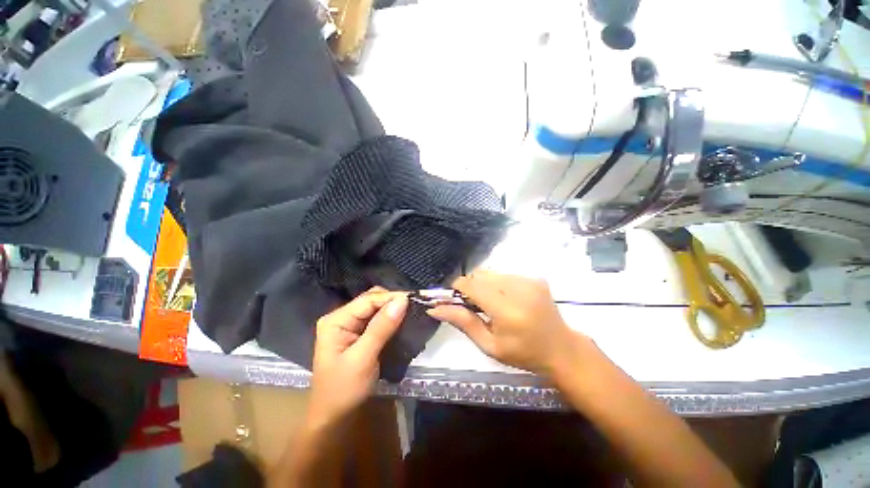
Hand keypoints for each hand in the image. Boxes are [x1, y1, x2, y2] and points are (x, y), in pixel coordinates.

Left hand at [308, 288, 407, 426]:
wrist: (334, 419)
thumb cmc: (343, 390)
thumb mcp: (363, 358)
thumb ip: (382, 327)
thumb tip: (402, 300)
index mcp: (336, 320)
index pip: (368, 300)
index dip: (391, 297)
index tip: (414, 299)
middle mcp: (342, 318)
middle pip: (372, 300)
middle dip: (393, 302)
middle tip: (414, 307)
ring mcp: (350, 326)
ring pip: (376, 309)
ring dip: (393, 310)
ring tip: (411, 312)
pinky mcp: (359, 335)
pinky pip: (377, 320)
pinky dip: (390, 319)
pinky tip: (402, 321)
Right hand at [427, 270, 585, 376]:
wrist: (561, 349)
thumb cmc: (524, 354)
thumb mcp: (489, 345)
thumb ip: (463, 322)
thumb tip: (434, 308)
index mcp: (507, 310)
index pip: (471, 285)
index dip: (457, 288)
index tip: (454, 299)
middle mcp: (518, 289)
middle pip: (479, 275)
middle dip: (470, 287)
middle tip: (473, 306)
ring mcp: (528, 280)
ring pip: (490, 272)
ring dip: (483, 285)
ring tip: (490, 304)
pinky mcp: (534, 277)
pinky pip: (503, 274)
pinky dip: (497, 284)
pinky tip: (504, 299)